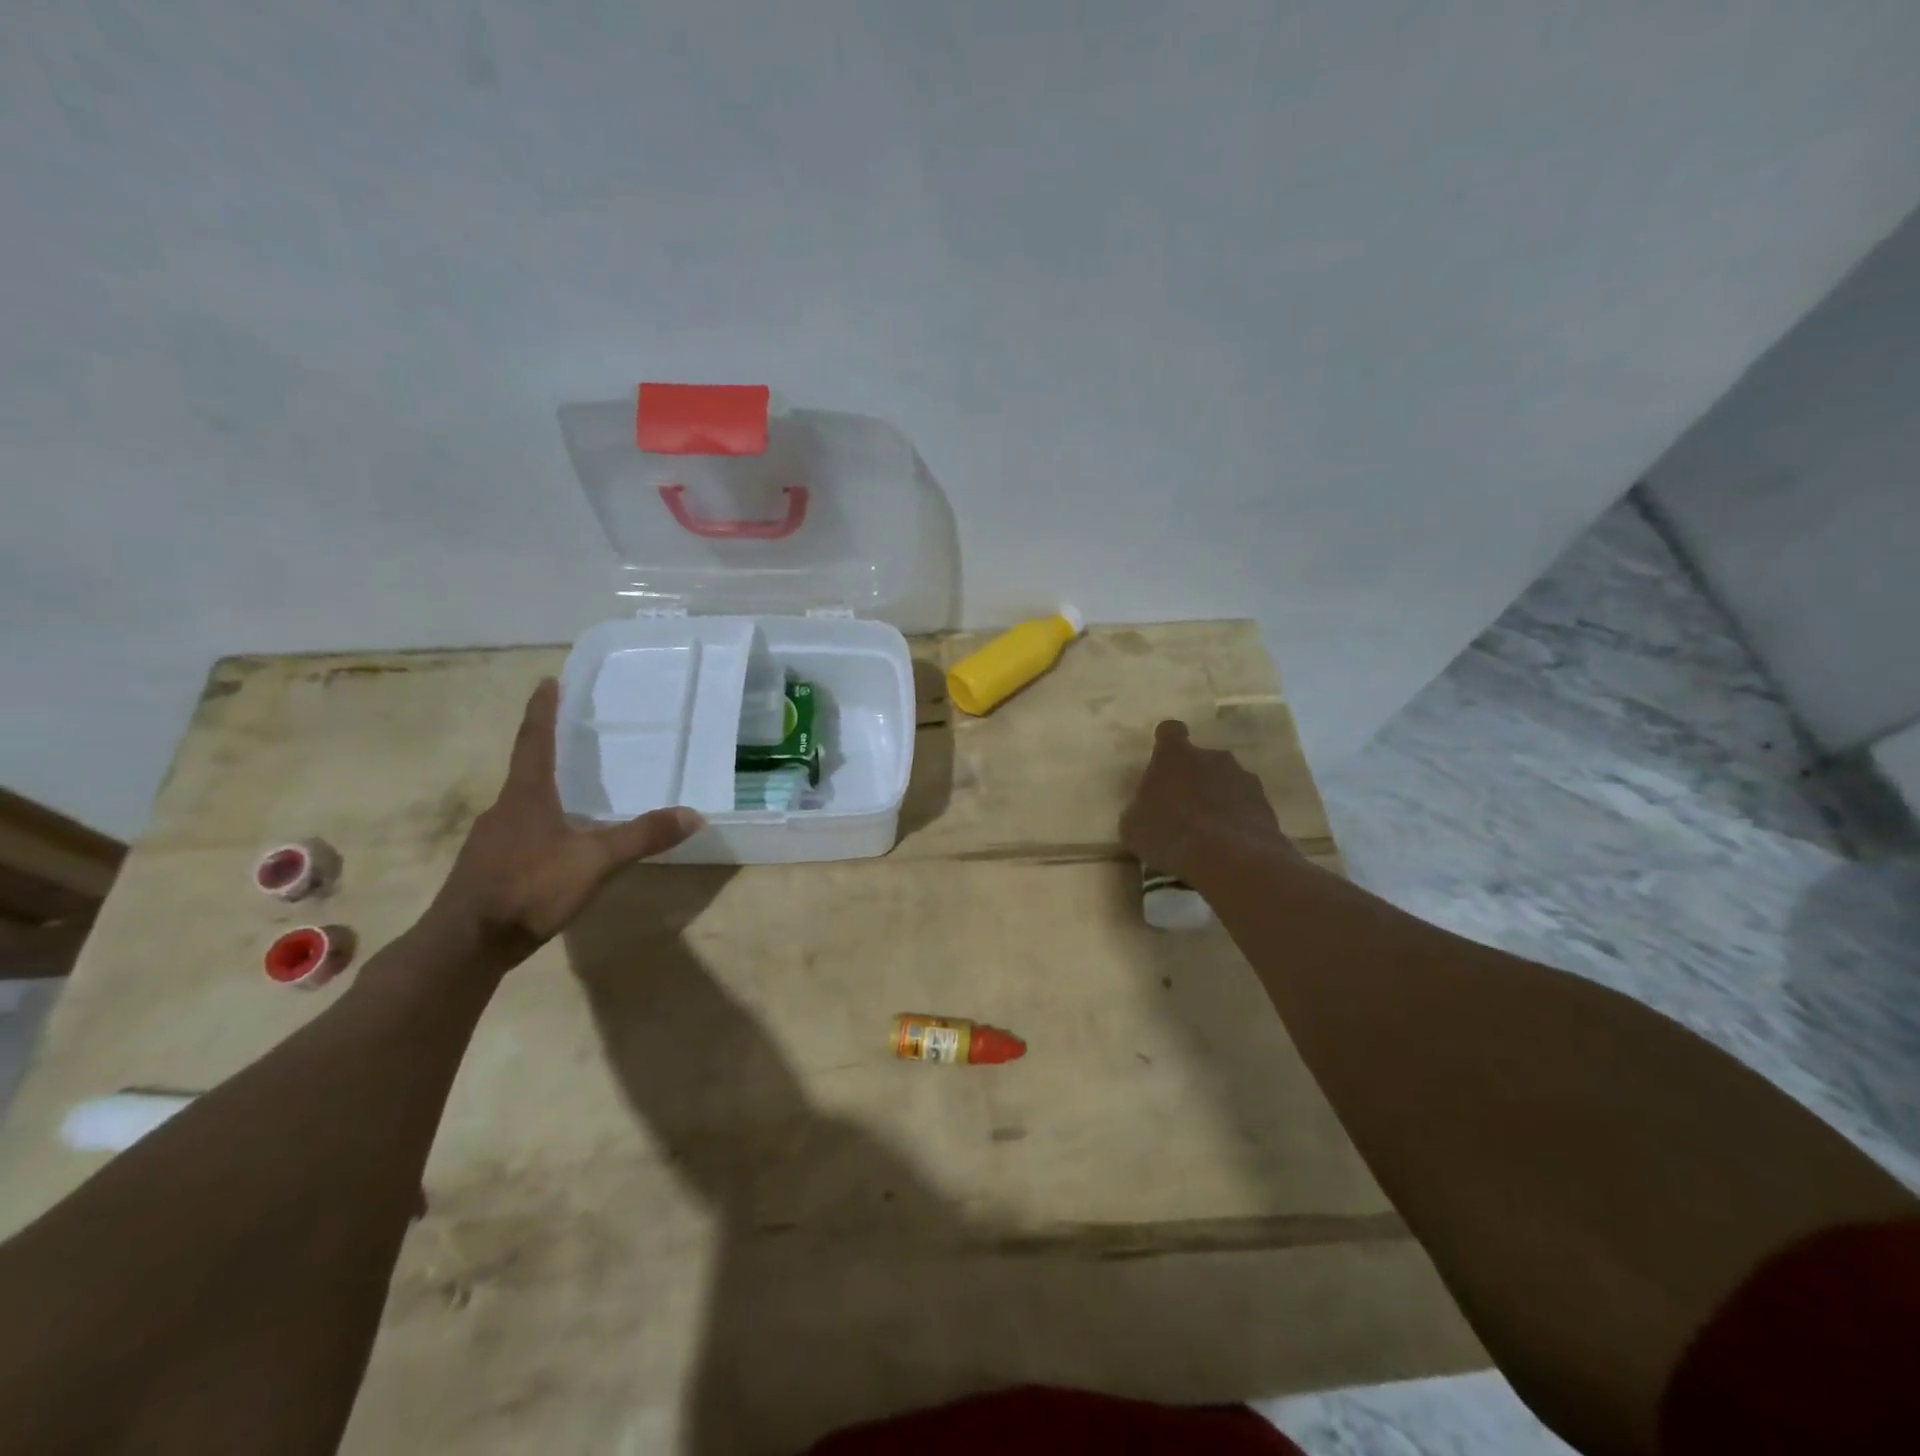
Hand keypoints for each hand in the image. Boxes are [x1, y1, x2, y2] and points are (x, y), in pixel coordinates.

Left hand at [425, 679, 701, 961]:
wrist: (465, 945)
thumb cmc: (529, 888)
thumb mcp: (596, 861)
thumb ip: (643, 837)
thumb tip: (694, 815)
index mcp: (526, 796)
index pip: (535, 740)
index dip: (543, 710)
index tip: (547, 681)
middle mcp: (504, 809)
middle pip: (528, 770)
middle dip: (549, 750)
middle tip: (575, 736)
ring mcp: (492, 840)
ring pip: (524, 805)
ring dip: (546, 791)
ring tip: (576, 792)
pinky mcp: (489, 868)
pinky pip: (522, 833)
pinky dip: (543, 825)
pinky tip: (560, 845)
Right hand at [1119, 720, 1292, 885]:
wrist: (1231, 859)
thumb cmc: (1170, 835)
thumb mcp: (1133, 828)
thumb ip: (1139, 811)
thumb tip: (1143, 812)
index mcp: (1174, 756)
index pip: (1170, 732)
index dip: (1166, 743)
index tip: (1162, 761)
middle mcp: (1212, 757)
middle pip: (1200, 759)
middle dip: (1192, 777)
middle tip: (1180, 807)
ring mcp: (1243, 779)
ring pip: (1225, 782)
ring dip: (1216, 798)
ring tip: (1207, 832)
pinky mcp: (1265, 804)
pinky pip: (1244, 806)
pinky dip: (1236, 819)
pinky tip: (1227, 845)